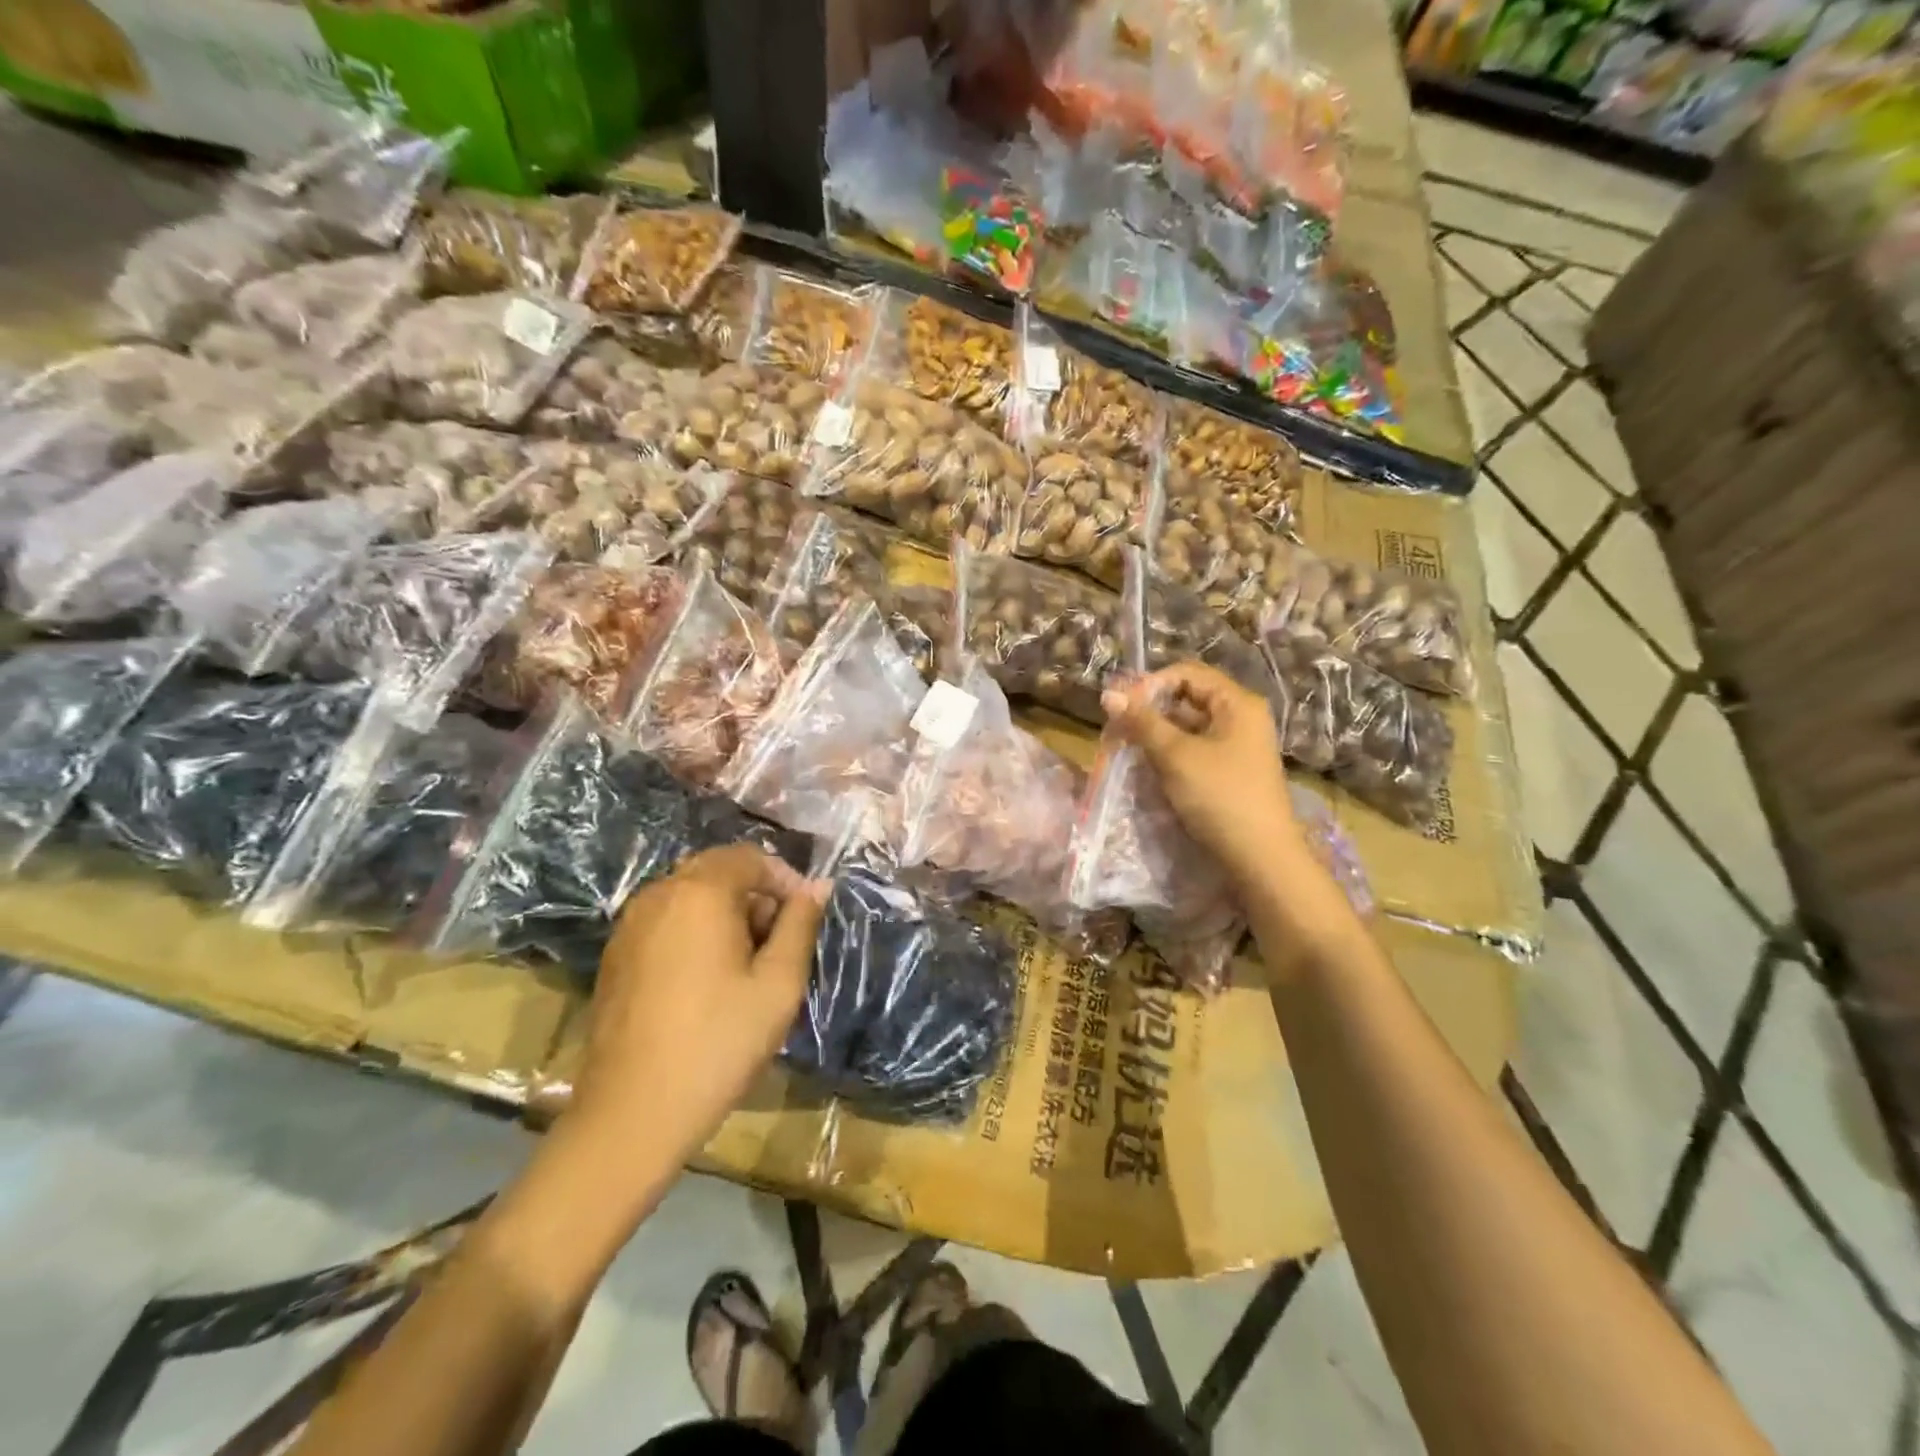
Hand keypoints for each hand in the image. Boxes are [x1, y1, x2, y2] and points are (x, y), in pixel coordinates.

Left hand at [571, 846, 828, 1159]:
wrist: (632, 1113)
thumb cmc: (719, 1043)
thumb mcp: (778, 984)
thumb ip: (800, 925)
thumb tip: (818, 886)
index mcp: (699, 893)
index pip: (750, 858)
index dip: (785, 879)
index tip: (806, 917)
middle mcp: (658, 895)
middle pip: (717, 870)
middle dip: (755, 894)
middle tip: (779, 942)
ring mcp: (630, 925)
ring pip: (689, 895)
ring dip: (725, 912)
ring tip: (748, 963)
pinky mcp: (615, 956)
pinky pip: (666, 921)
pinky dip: (695, 931)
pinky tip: (708, 979)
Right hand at [1102, 661, 1298, 887]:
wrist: (1260, 857)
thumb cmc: (1219, 796)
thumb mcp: (1175, 755)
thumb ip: (1142, 722)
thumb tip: (1108, 694)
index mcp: (1237, 703)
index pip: (1187, 673)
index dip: (1151, 684)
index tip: (1122, 707)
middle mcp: (1241, 717)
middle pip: (1188, 697)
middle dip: (1150, 709)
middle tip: (1119, 727)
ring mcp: (1238, 746)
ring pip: (1189, 726)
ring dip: (1157, 733)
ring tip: (1127, 748)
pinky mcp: (1230, 771)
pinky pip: (1195, 749)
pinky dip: (1170, 752)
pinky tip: (1149, 767)